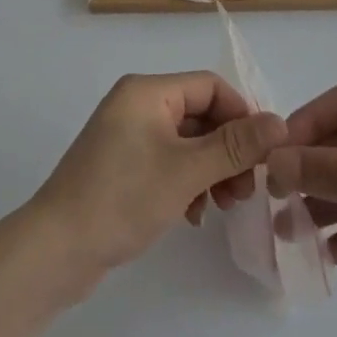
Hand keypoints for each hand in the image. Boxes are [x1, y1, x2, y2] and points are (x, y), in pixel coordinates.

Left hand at [30, 72, 286, 287]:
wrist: (56, 250)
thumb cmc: (122, 198)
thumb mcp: (186, 171)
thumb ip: (235, 145)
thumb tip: (280, 122)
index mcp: (147, 91)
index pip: (210, 86)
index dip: (242, 116)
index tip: (263, 157)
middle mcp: (136, 104)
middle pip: (200, 114)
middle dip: (228, 150)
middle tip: (245, 192)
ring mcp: (127, 136)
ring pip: (187, 142)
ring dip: (212, 170)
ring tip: (223, 206)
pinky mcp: (122, 165)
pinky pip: (168, 162)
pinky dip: (188, 183)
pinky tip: (194, 215)